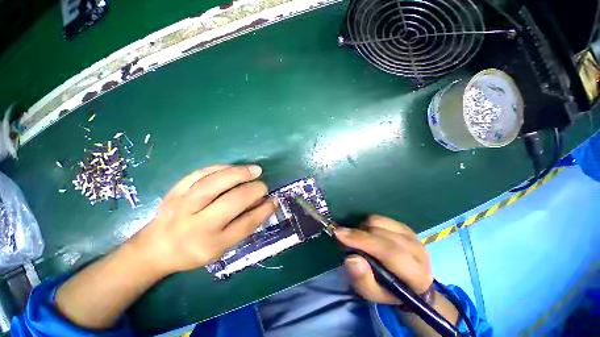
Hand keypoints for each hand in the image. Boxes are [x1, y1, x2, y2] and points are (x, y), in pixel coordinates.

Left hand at [130, 165, 277, 275]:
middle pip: (232, 201)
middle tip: (264, 186)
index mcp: (210, 244)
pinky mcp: (175, 191)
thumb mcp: (221, 248)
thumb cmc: (193, 251)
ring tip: (255, 170)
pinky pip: (200, 173)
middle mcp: (196, 225)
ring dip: (239, 173)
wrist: (155, 248)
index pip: (245, 224)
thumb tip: (263, 203)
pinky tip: (234, 168)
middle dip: (254, 190)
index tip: (275, 201)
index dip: (264, 210)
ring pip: (215, 182)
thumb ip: (243, 225)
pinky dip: (221, 168)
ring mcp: (182, 205)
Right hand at [335, 215, 432, 303]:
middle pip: (382, 233)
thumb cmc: (389, 291)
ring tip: (357, 239)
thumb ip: (362, 279)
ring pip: (379, 222)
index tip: (339, 234)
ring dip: (362, 228)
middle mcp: (417, 251)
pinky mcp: (404, 226)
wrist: (409, 282)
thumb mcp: (373, 294)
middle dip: (358, 233)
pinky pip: (380, 218)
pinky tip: (365, 233)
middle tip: (342, 236)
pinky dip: (367, 223)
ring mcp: (411, 235)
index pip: (388, 252)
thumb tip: (351, 258)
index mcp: (415, 274)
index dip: (362, 240)